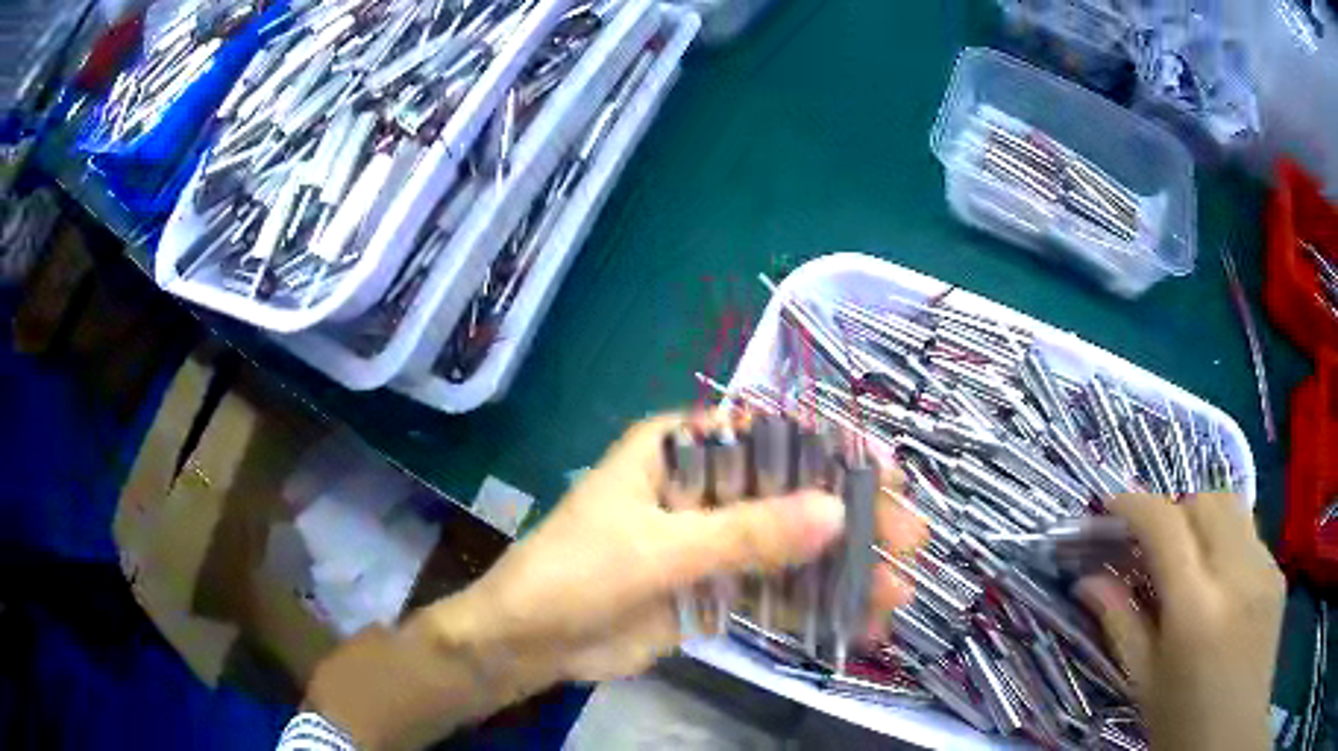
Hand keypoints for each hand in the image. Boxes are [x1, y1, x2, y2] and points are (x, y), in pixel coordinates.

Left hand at [308, 413, 925, 749]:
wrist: (530, 642)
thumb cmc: (574, 573)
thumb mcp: (657, 550)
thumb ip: (744, 535)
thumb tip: (833, 513)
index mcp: (679, 450)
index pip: (767, 434)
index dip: (830, 449)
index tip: (885, 471)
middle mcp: (702, 488)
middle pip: (791, 493)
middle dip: (852, 518)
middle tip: (912, 538)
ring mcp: (711, 542)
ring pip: (790, 548)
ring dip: (843, 571)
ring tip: (897, 594)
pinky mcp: (712, 589)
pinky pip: (771, 594)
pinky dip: (811, 608)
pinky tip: (857, 624)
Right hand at [1076, 493, 1284, 750]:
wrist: (1231, 738)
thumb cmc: (1181, 724)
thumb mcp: (1144, 683)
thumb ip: (1120, 625)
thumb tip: (1086, 581)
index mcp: (1196, 608)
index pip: (1166, 526)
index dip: (1134, 505)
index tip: (1109, 506)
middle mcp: (1237, 573)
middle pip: (1204, 501)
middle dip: (1172, 510)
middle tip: (1150, 544)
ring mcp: (1264, 567)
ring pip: (1232, 507)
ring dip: (1202, 517)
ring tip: (1186, 555)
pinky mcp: (1278, 572)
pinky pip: (1250, 534)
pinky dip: (1226, 540)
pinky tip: (1218, 580)